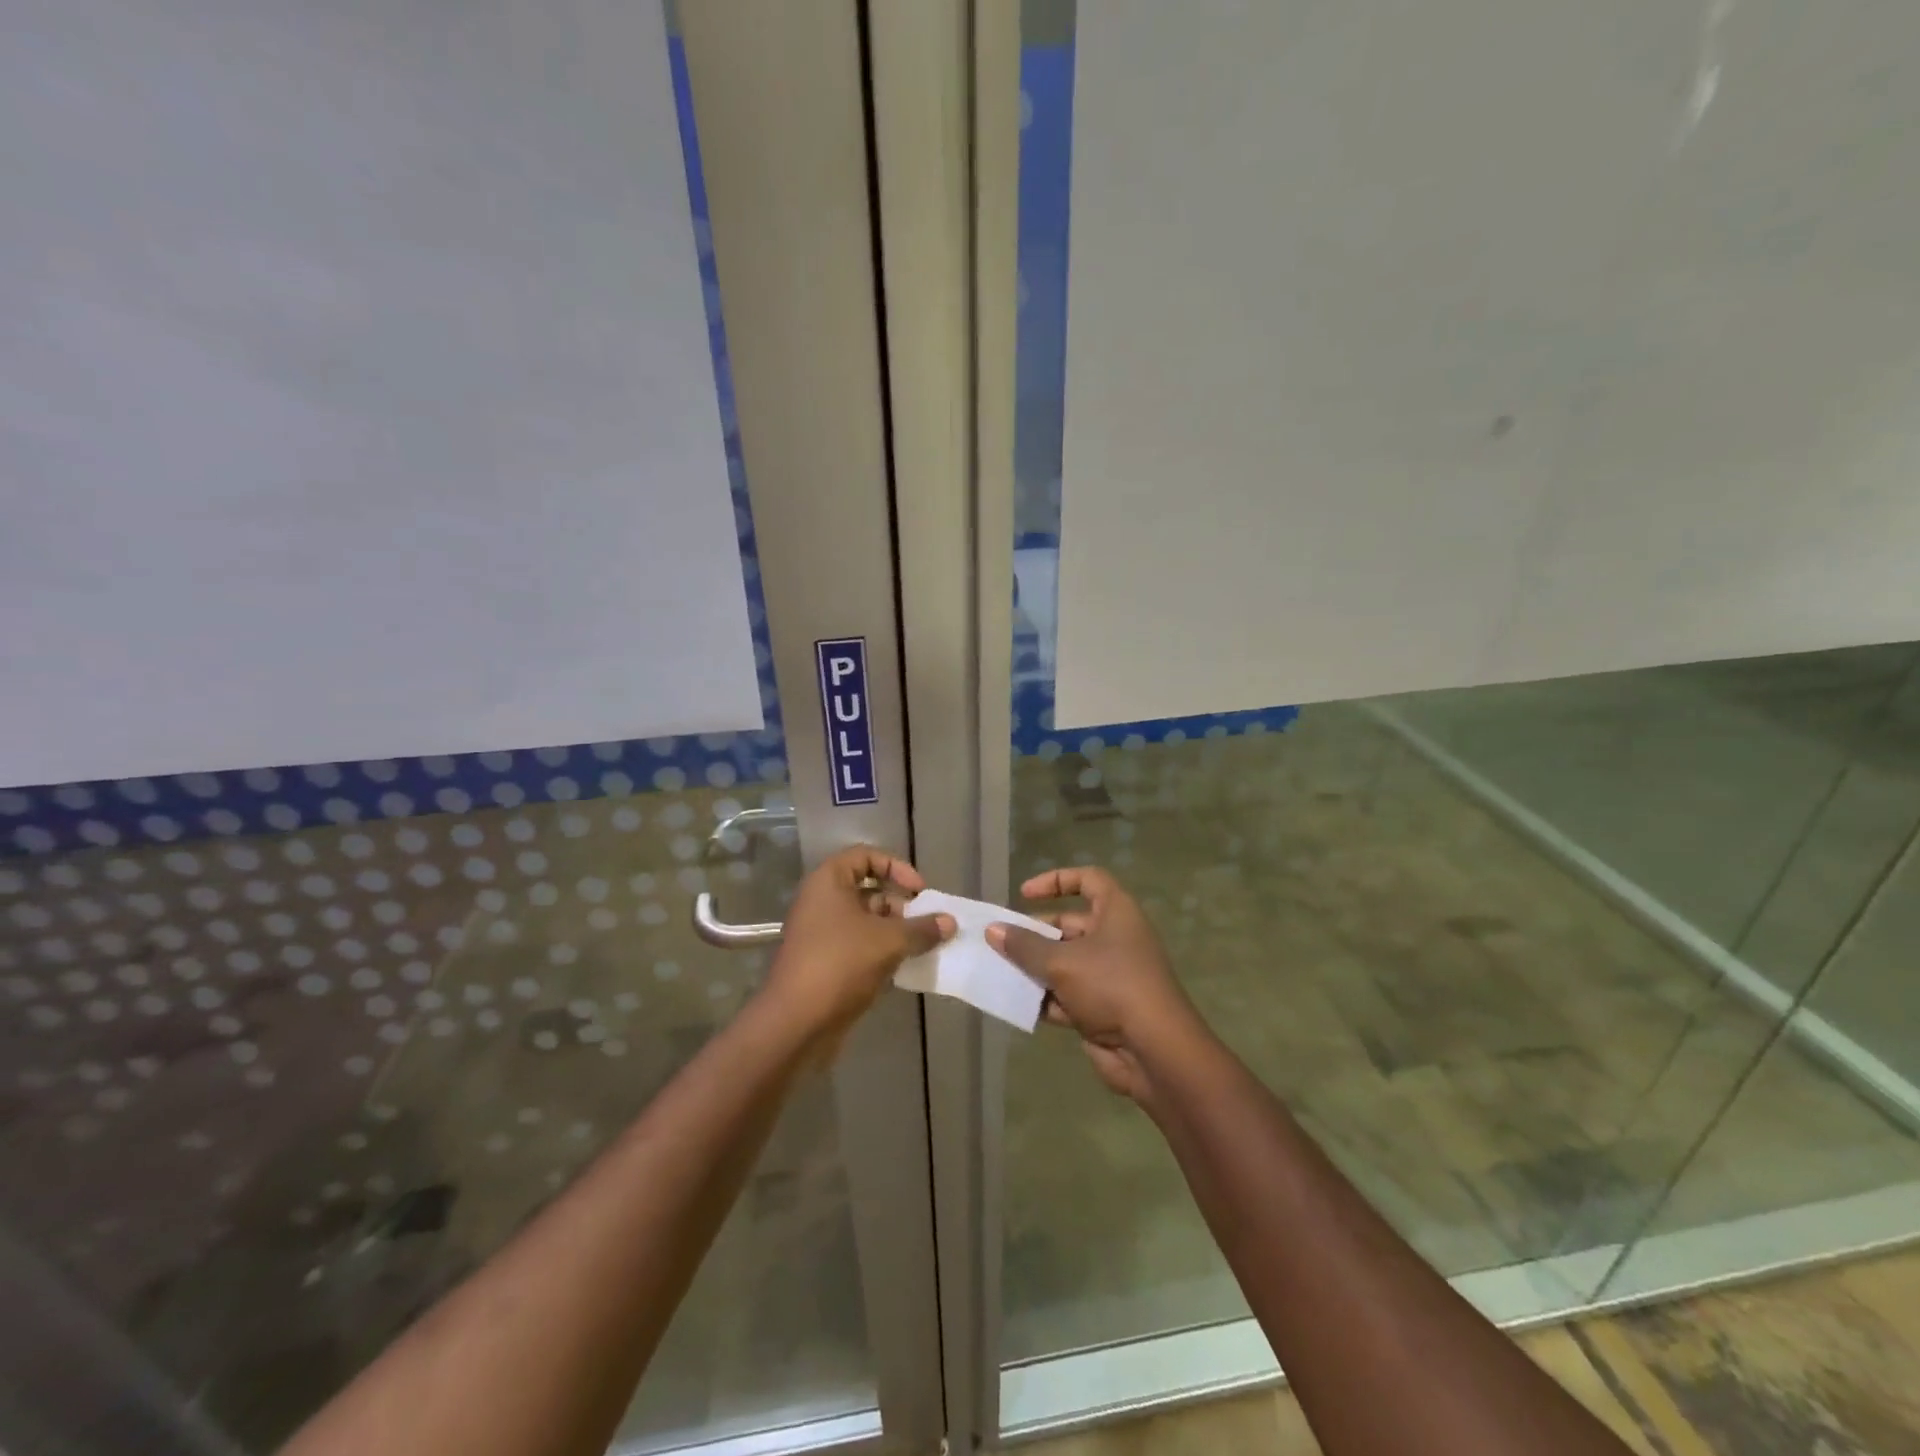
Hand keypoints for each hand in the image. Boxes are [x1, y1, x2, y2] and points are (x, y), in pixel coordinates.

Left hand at [762, 846, 953, 1045]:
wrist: (796, 1022)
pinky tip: (905, 968)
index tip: (919, 891)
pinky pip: (859, 947)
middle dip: (901, 905)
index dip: (896, 867)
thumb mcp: (889, 941)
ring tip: (922, 947)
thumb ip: (922, 928)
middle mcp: (821, 902)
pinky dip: (882, 953)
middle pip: (868, 890)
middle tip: (926, 924)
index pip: (865, 856)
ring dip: (895, 932)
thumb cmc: (841, 964)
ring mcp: (821, 934)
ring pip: (865, 922)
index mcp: (828, 882)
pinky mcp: (825, 963)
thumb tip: (950, 922)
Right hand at [988, 867, 1201, 1104]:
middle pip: (1069, 926)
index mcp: (1116, 913)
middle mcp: (1115, 938)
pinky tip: (1016, 1004)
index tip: (1024, 894)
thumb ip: (1025, 946)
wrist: (1154, 1051)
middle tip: (1001, 943)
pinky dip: (1045, 998)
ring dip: (1035, 968)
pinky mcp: (1102, 1008)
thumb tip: (993, 930)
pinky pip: (1067, 996)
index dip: (1056, 881)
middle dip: (1035, 934)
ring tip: (999, 972)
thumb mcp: (1062, 962)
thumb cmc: (1111, 986)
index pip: (1088, 880)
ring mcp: (1109, 975)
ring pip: (1064, 963)